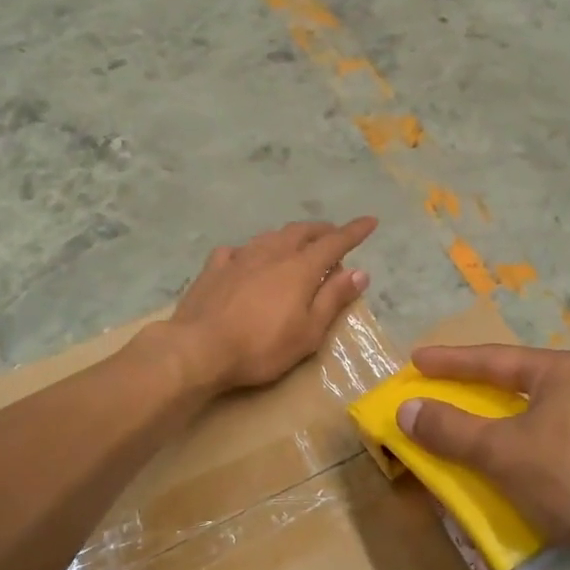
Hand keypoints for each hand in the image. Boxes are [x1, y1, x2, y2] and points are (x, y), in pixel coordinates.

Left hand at [170, 217, 377, 392]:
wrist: (198, 349)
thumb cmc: (261, 347)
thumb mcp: (308, 332)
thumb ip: (333, 298)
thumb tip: (359, 272)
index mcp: (300, 268)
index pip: (334, 242)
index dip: (354, 231)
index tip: (370, 221)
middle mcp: (272, 253)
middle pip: (302, 232)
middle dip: (322, 230)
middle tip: (333, 237)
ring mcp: (240, 257)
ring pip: (271, 236)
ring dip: (289, 237)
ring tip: (296, 245)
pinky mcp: (214, 268)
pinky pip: (238, 250)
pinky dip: (252, 251)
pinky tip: (247, 260)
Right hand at [397, 344, 569, 569]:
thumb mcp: (505, 451)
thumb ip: (452, 431)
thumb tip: (407, 409)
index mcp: (558, 374)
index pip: (491, 360)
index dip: (449, 362)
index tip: (416, 361)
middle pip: (512, 393)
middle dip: (471, 403)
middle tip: (433, 405)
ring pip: (531, 433)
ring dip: (494, 444)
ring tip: (459, 452)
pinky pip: (549, 467)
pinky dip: (520, 476)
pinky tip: (502, 496)